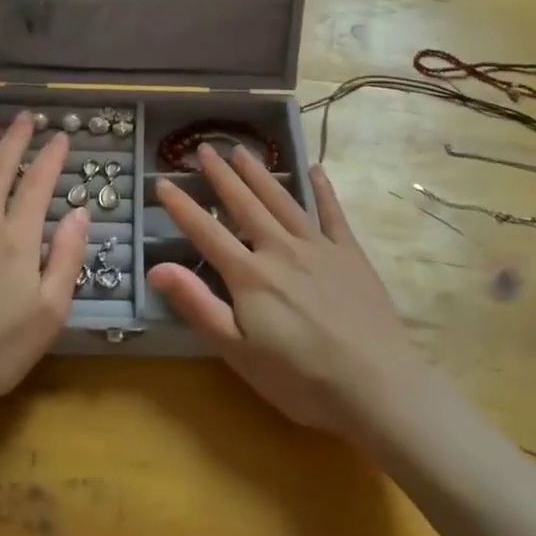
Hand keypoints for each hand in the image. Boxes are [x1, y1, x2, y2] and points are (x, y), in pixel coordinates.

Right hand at [146, 146, 420, 437]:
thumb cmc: (301, 380)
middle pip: (245, 204)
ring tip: (241, 150)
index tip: (161, 182)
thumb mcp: (238, 352)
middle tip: (204, 148)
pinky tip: (315, 169)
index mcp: (250, 275)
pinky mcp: (350, 254)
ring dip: (259, 173)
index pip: (206, 232)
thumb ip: (198, 306)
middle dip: (221, 175)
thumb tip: (156, 268)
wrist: (379, 387)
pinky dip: (322, 188)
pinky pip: (332, 212)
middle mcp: (280, 249)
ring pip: (282, 200)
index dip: (181, 207)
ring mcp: (318, 247)